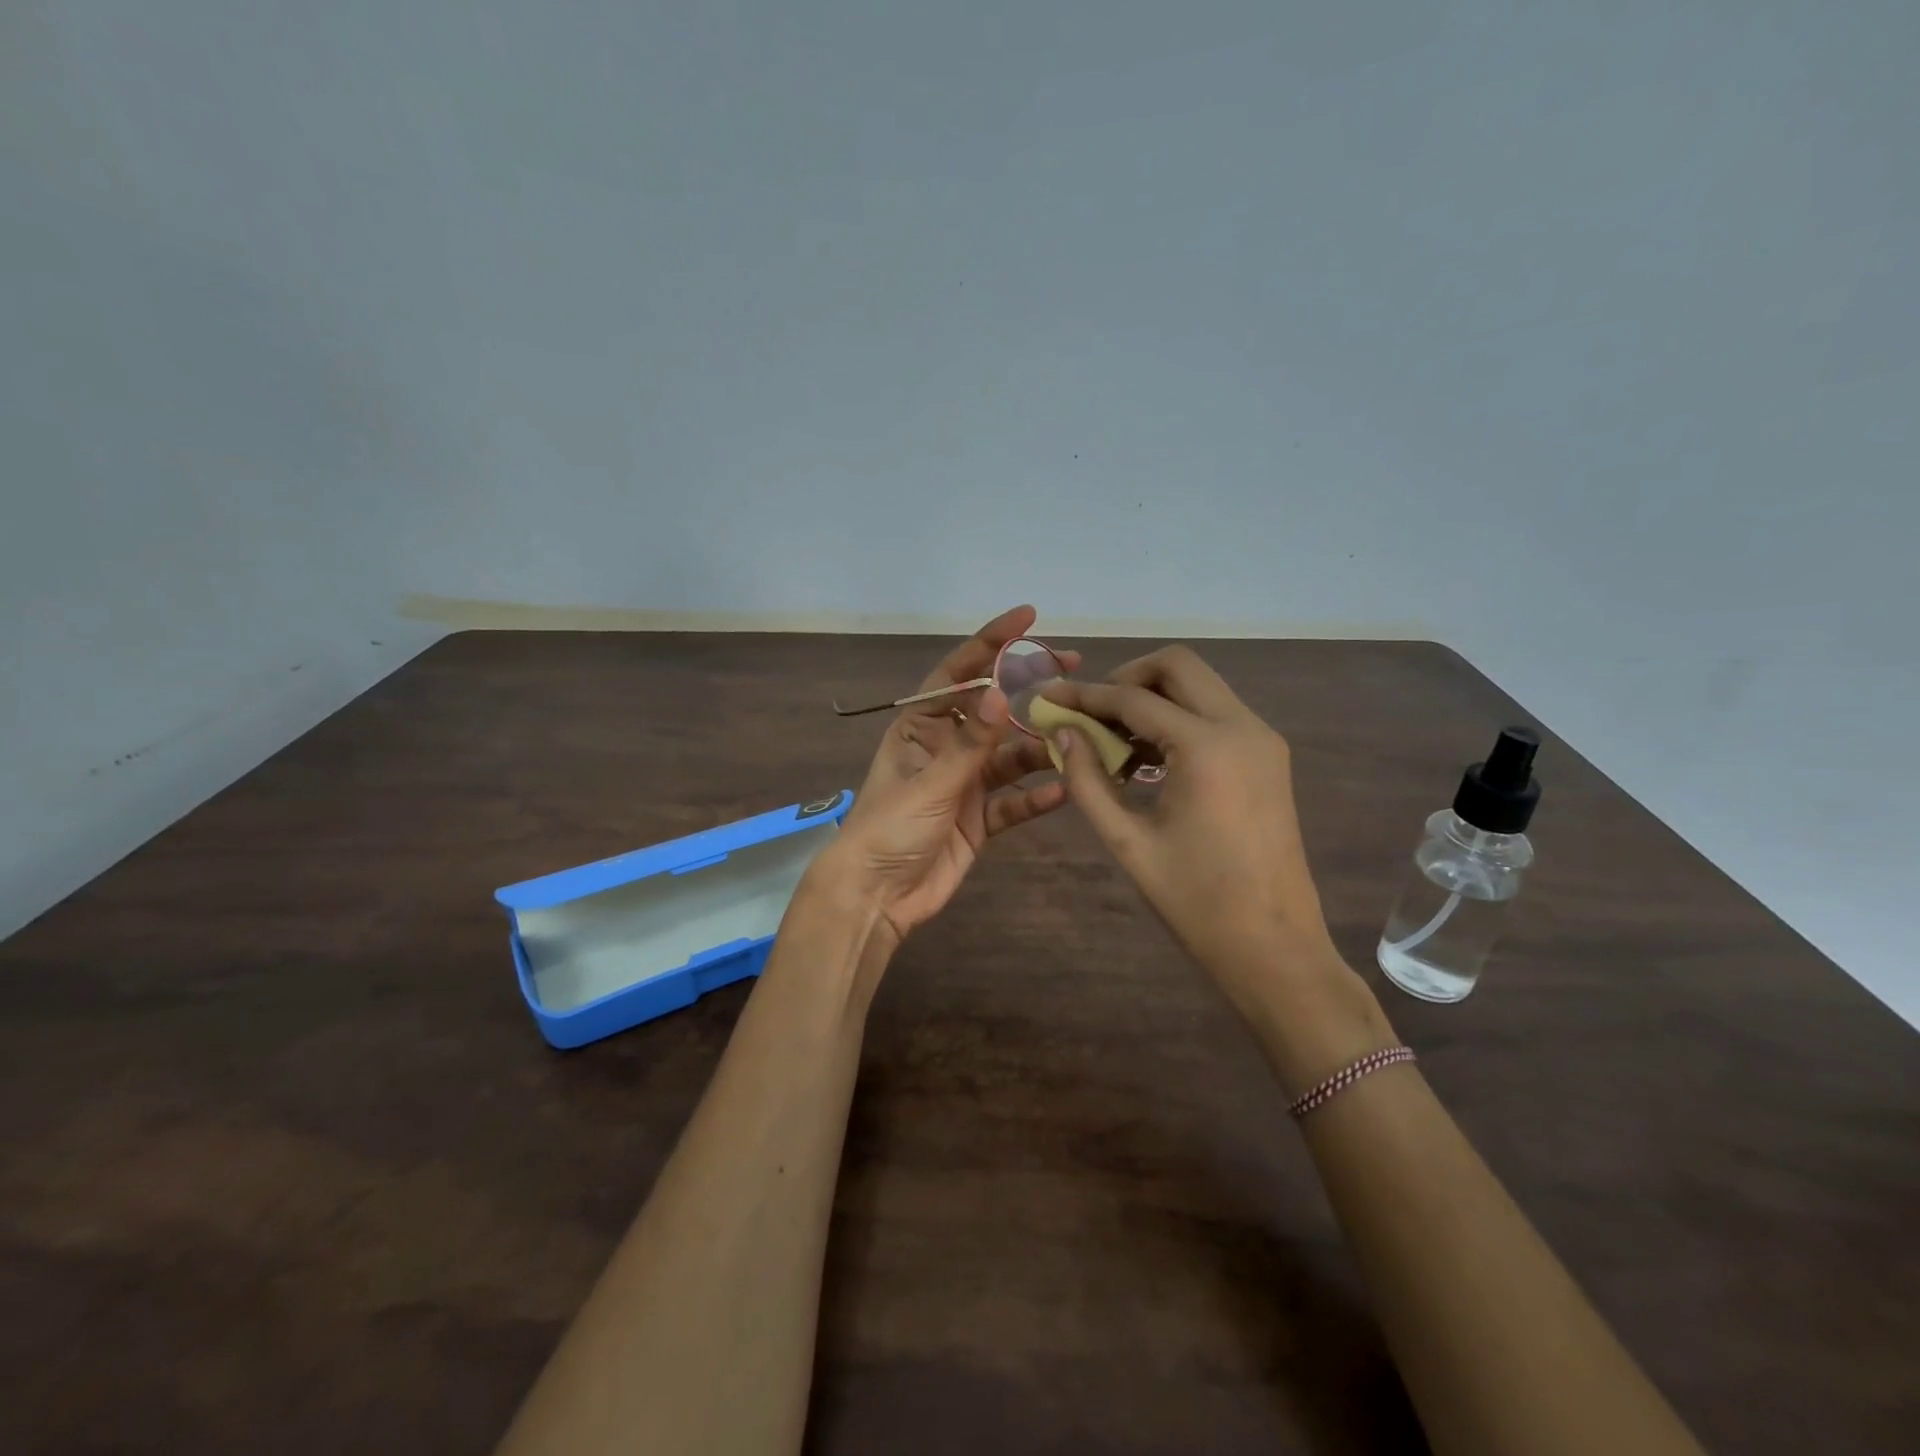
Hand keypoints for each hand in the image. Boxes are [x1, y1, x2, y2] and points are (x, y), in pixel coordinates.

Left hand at [815, 606, 1071, 949]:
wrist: (875, 896)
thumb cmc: (890, 829)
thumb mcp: (930, 781)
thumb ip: (970, 742)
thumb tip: (1002, 690)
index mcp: (921, 727)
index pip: (959, 673)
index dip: (992, 643)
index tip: (1028, 618)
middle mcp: (946, 748)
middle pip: (994, 710)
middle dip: (1031, 690)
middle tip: (1074, 670)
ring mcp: (965, 784)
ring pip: (1011, 757)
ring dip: (1042, 748)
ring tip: (1080, 736)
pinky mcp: (979, 820)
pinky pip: (1014, 803)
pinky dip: (1036, 798)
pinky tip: (1064, 791)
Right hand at [1041, 647, 1390, 1081]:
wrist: (1274, 947)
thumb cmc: (1196, 901)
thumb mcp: (1128, 841)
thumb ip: (1088, 780)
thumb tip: (1062, 733)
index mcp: (1208, 746)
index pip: (1134, 698)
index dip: (1085, 695)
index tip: (1048, 697)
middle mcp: (1243, 726)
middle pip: (1178, 666)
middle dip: (1127, 678)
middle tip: (1091, 712)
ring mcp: (1262, 739)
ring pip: (1200, 686)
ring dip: (1154, 698)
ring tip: (1113, 740)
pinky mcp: (1268, 756)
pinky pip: (1216, 714)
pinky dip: (1178, 719)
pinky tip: (1147, 758)